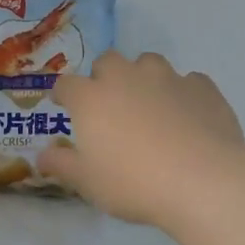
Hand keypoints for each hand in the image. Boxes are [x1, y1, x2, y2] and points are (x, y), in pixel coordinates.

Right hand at [39, 52, 244, 227]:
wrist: (202, 180)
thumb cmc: (134, 183)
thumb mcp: (87, 182)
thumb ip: (62, 164)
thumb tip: (42, 155)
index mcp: (91, 98)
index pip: (67, 84)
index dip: (63, 93)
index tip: (64, 105)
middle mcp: (126, 77)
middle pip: (108, 62)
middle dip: (104, 78)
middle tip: (110, 106)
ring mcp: (167, 78)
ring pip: (149, 63)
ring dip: (143, 78)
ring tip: (150, 106)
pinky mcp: (202, 87)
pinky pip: (188, 82)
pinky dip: (182, 93)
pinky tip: (187, 117)